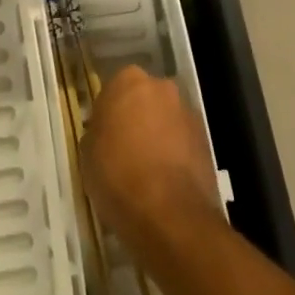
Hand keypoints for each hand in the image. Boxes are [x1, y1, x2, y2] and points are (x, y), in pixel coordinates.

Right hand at [82, 66, 221, 242]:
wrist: (169, 213)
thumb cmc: (118, 174)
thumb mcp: (87, 153)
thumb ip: (97, 133)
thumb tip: (105, 134)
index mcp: (128, 80)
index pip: (113, 90)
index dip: (107, 115)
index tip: (103, 137)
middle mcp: (161, 87)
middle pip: (144, 100)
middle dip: (136, 119)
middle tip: (124, 150)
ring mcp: (188, 113)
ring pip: (166, 120)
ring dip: (158, 136)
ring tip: (147, 171)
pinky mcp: (207, 142)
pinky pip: (183, 143)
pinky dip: (175, 155)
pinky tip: (165, 182)